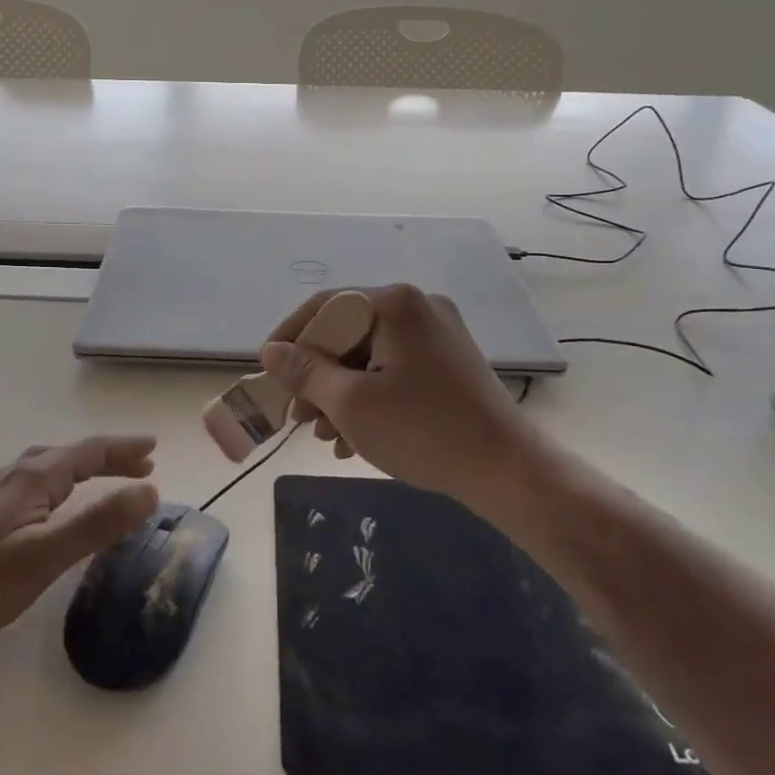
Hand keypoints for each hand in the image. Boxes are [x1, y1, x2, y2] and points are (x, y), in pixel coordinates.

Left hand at [0, 436, 159, 654]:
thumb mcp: (47, 555)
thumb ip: (99, 523)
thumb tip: (150, 492)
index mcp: (34, 478)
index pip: (89, 452)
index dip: (124, 449)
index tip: (154, 448)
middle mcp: (15, 476)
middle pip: (70, 455)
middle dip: (108, 457)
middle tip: (141, 465)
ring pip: (49, 467)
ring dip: (83, 468)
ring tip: (104, 478)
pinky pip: (35, 483)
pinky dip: (61, 482)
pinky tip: (53, 504)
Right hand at [260, 285, 534, 509]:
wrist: (508, 470)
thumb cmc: (422, 430)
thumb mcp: (351, 403)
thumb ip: (305, 372)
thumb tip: (270, 352)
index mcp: (395, 304)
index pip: (325, 307)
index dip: (289, 338)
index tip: (266, 371)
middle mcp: (418, 308)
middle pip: (348, 333)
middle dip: (317, 378)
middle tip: (298, 417)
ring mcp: (438, 335)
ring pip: (370, 356)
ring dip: (340, 394)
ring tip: (325, 438)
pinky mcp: (449, 363)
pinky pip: (394, 370)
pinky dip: (370, 398)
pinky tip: (355, 440)